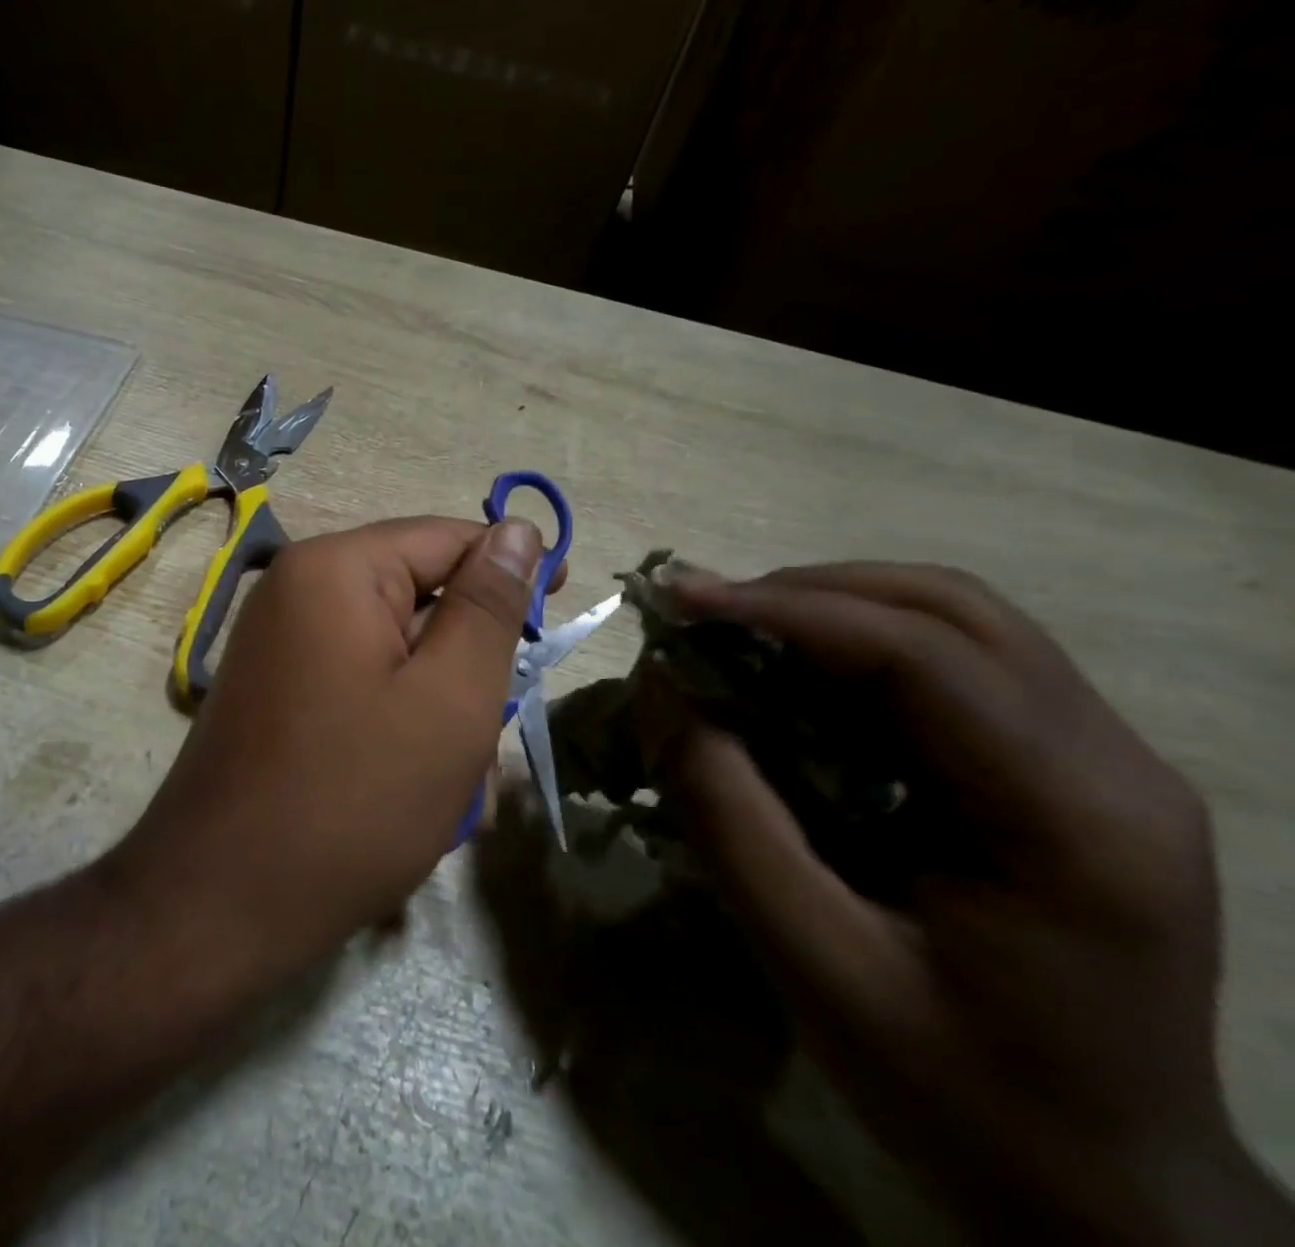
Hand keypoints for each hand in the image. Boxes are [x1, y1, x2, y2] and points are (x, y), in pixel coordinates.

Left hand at [106, 516, 554, 992]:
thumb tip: (518, 529)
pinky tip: (412, 794)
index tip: (557, 619)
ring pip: (395, 653)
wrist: (217, 907)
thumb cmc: (352, 799)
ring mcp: (281, 643)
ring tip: (454, 790)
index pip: (446, 538)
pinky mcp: (277, 691)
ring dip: (438, 710)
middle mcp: (298, 589)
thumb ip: (489, 606)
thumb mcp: (449, 698)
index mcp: (336, 569)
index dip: (511, 571)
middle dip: (467, 667)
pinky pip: (360, 685)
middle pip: (419, 599)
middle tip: (489, 741)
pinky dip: (397, 727)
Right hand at [643, 563, 1292, 1244]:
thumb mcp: (813, 961)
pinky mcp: (1077, 770)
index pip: (922, 654)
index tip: (680, 599)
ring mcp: (1109, 762)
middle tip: (705, 612)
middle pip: (952, 608)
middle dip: (809, 591)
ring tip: (739, 632)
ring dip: (834, 609)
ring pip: (959, 619)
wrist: (1112, 1200)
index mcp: (1075, 820)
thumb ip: (726, 813)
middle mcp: (1117, 764)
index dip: (787, 609)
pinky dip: (861, 646)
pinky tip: (800, 680)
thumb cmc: (959, 1096)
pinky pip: (961, 662)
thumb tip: (660, 687)